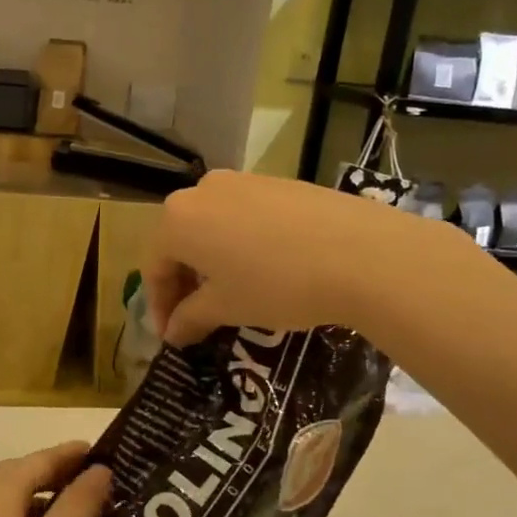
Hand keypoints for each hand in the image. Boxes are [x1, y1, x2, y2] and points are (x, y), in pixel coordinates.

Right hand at [143, 169, 446, 345]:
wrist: (362, 252)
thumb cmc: (277, 283)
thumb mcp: (227, 307)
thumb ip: (190, 318)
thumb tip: (172, 333)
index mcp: (177, 219)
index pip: (154, 266)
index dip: (159, 305)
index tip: (171, 335)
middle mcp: (202, 191)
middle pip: (180, 241)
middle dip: (184, 281)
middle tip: (196, 317)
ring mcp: (243, 181)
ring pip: (212, 226)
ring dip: (212, 262)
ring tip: (231, 294)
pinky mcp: (278, 182)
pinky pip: (243, 216)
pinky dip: (240, 244)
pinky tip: (264, 269)